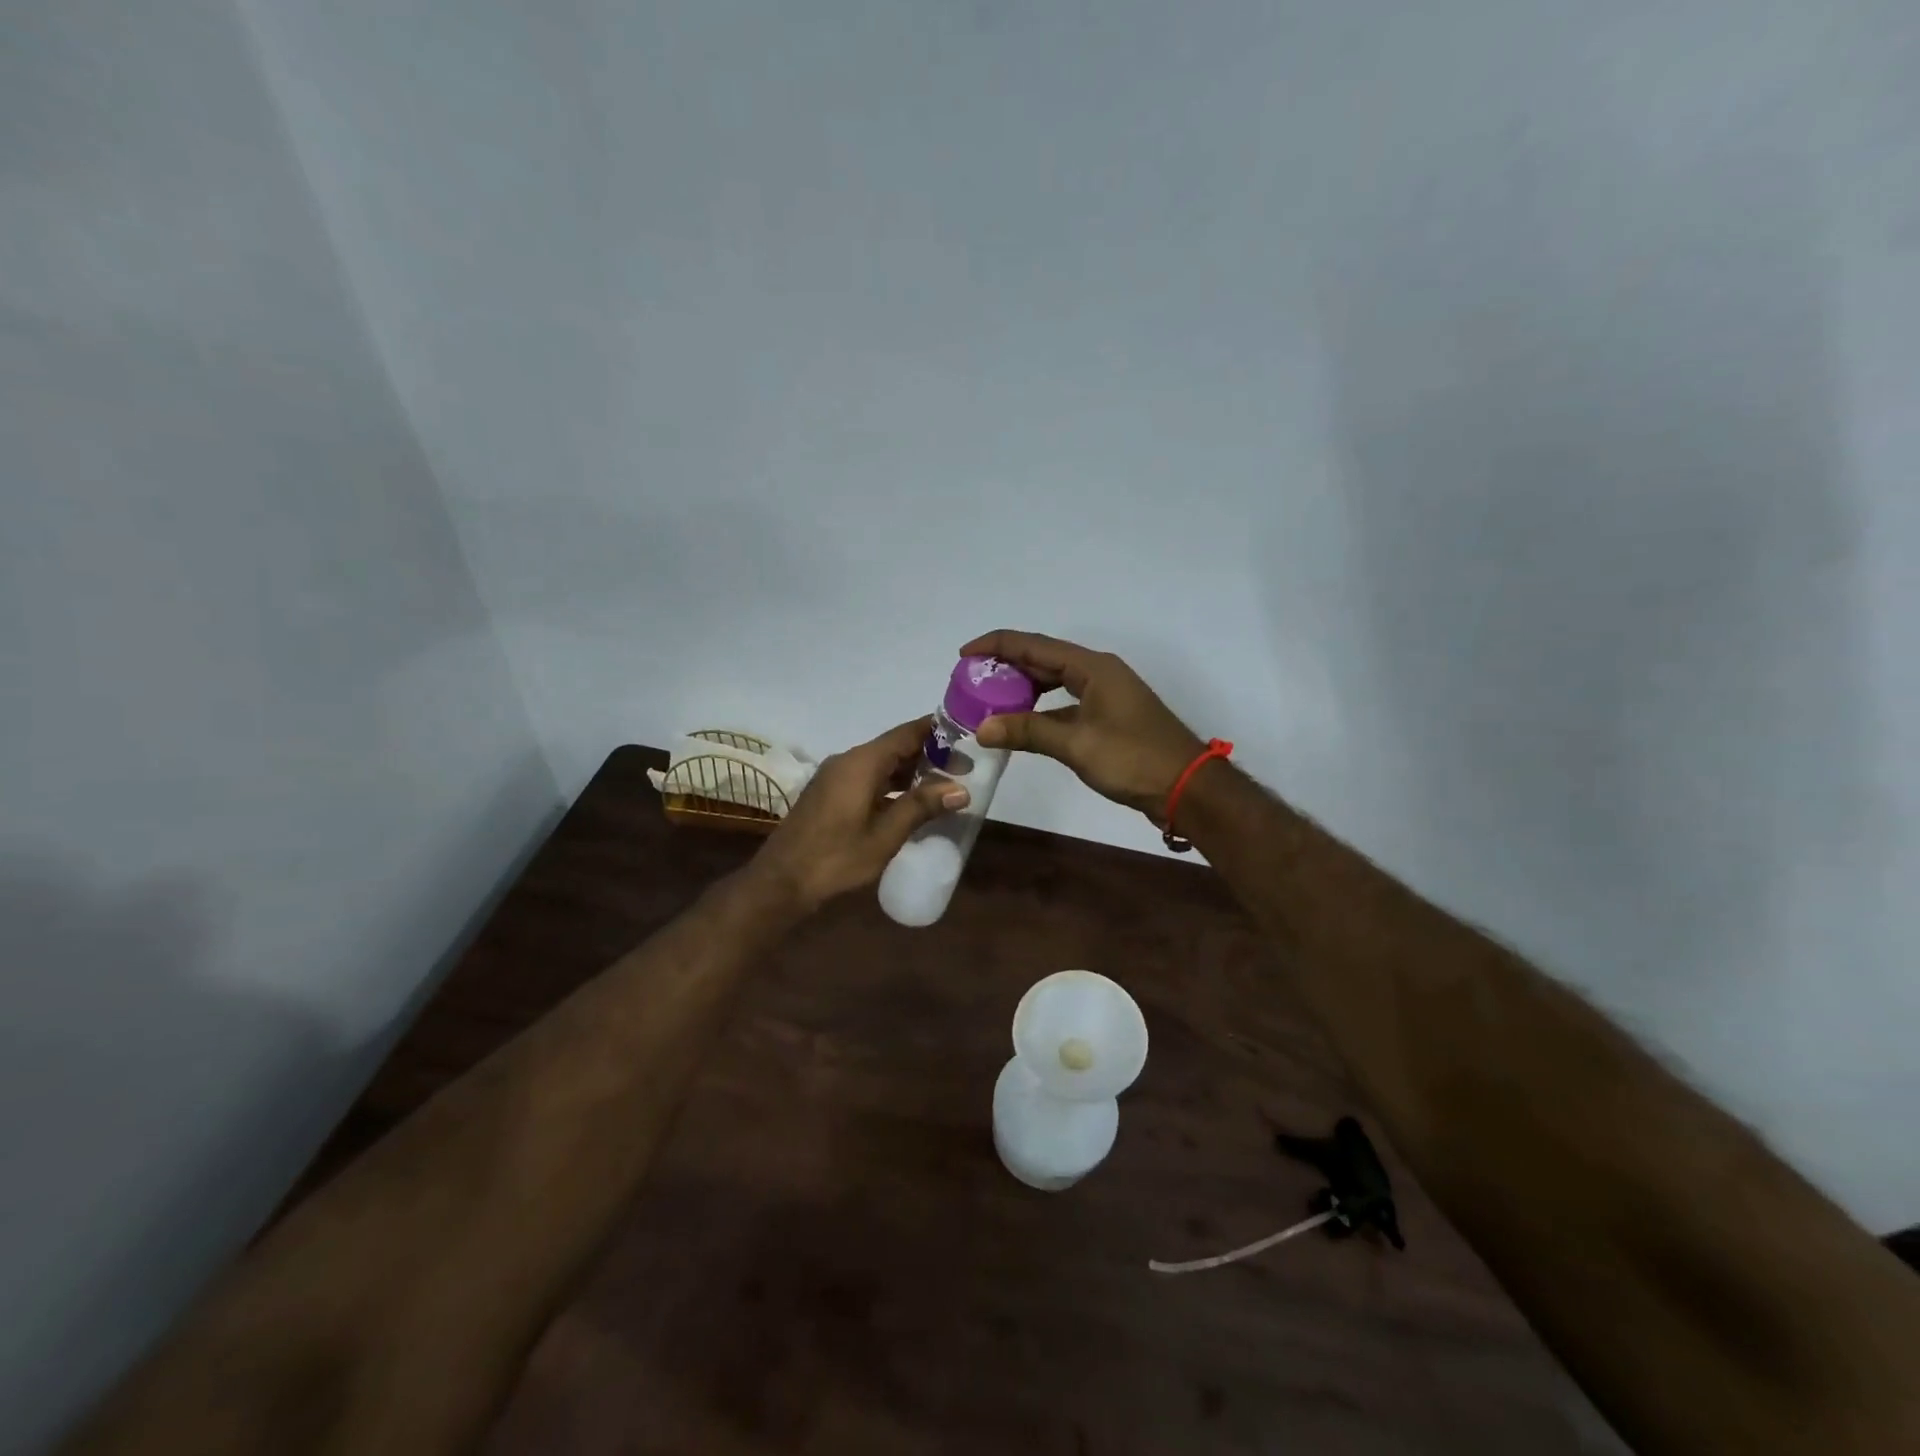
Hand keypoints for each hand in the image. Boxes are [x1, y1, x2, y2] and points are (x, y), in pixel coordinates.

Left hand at [751, 717, 968, 912]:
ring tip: (945, 784)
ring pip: (882, 764)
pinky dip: (892, 784)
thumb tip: (961, 790)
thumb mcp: (885, 835)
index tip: (966, 734)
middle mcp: (848, 761)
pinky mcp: (830, 794)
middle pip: (895, 747)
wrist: (781, 881)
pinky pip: (868, 778)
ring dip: (911, 772)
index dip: (937, 731)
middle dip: (929, 755)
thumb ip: (921, 807)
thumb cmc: (836, 857)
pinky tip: (911, 802)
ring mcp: (836, 777)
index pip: (906, 733)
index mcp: (862, 763)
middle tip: (964, 767)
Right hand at [960, 630, 1204, 822]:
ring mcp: (1105, 694)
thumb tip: (982, 727)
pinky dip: (1040, 708)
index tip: (964, 654)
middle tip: (971, 680)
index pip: (1034, 645)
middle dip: (1006, 666)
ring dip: (1022, 688)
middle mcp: (1098, 672)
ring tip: (988, 699)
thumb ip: (1028, 731)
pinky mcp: (1108, 716)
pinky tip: (1021, 723)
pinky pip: (1064, 701)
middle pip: (1043, 659)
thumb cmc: (1134, 759)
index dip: (997, 645)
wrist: (1186, 787)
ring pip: (1054, 680)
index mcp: (1092, 667)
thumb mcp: (1076, 744)